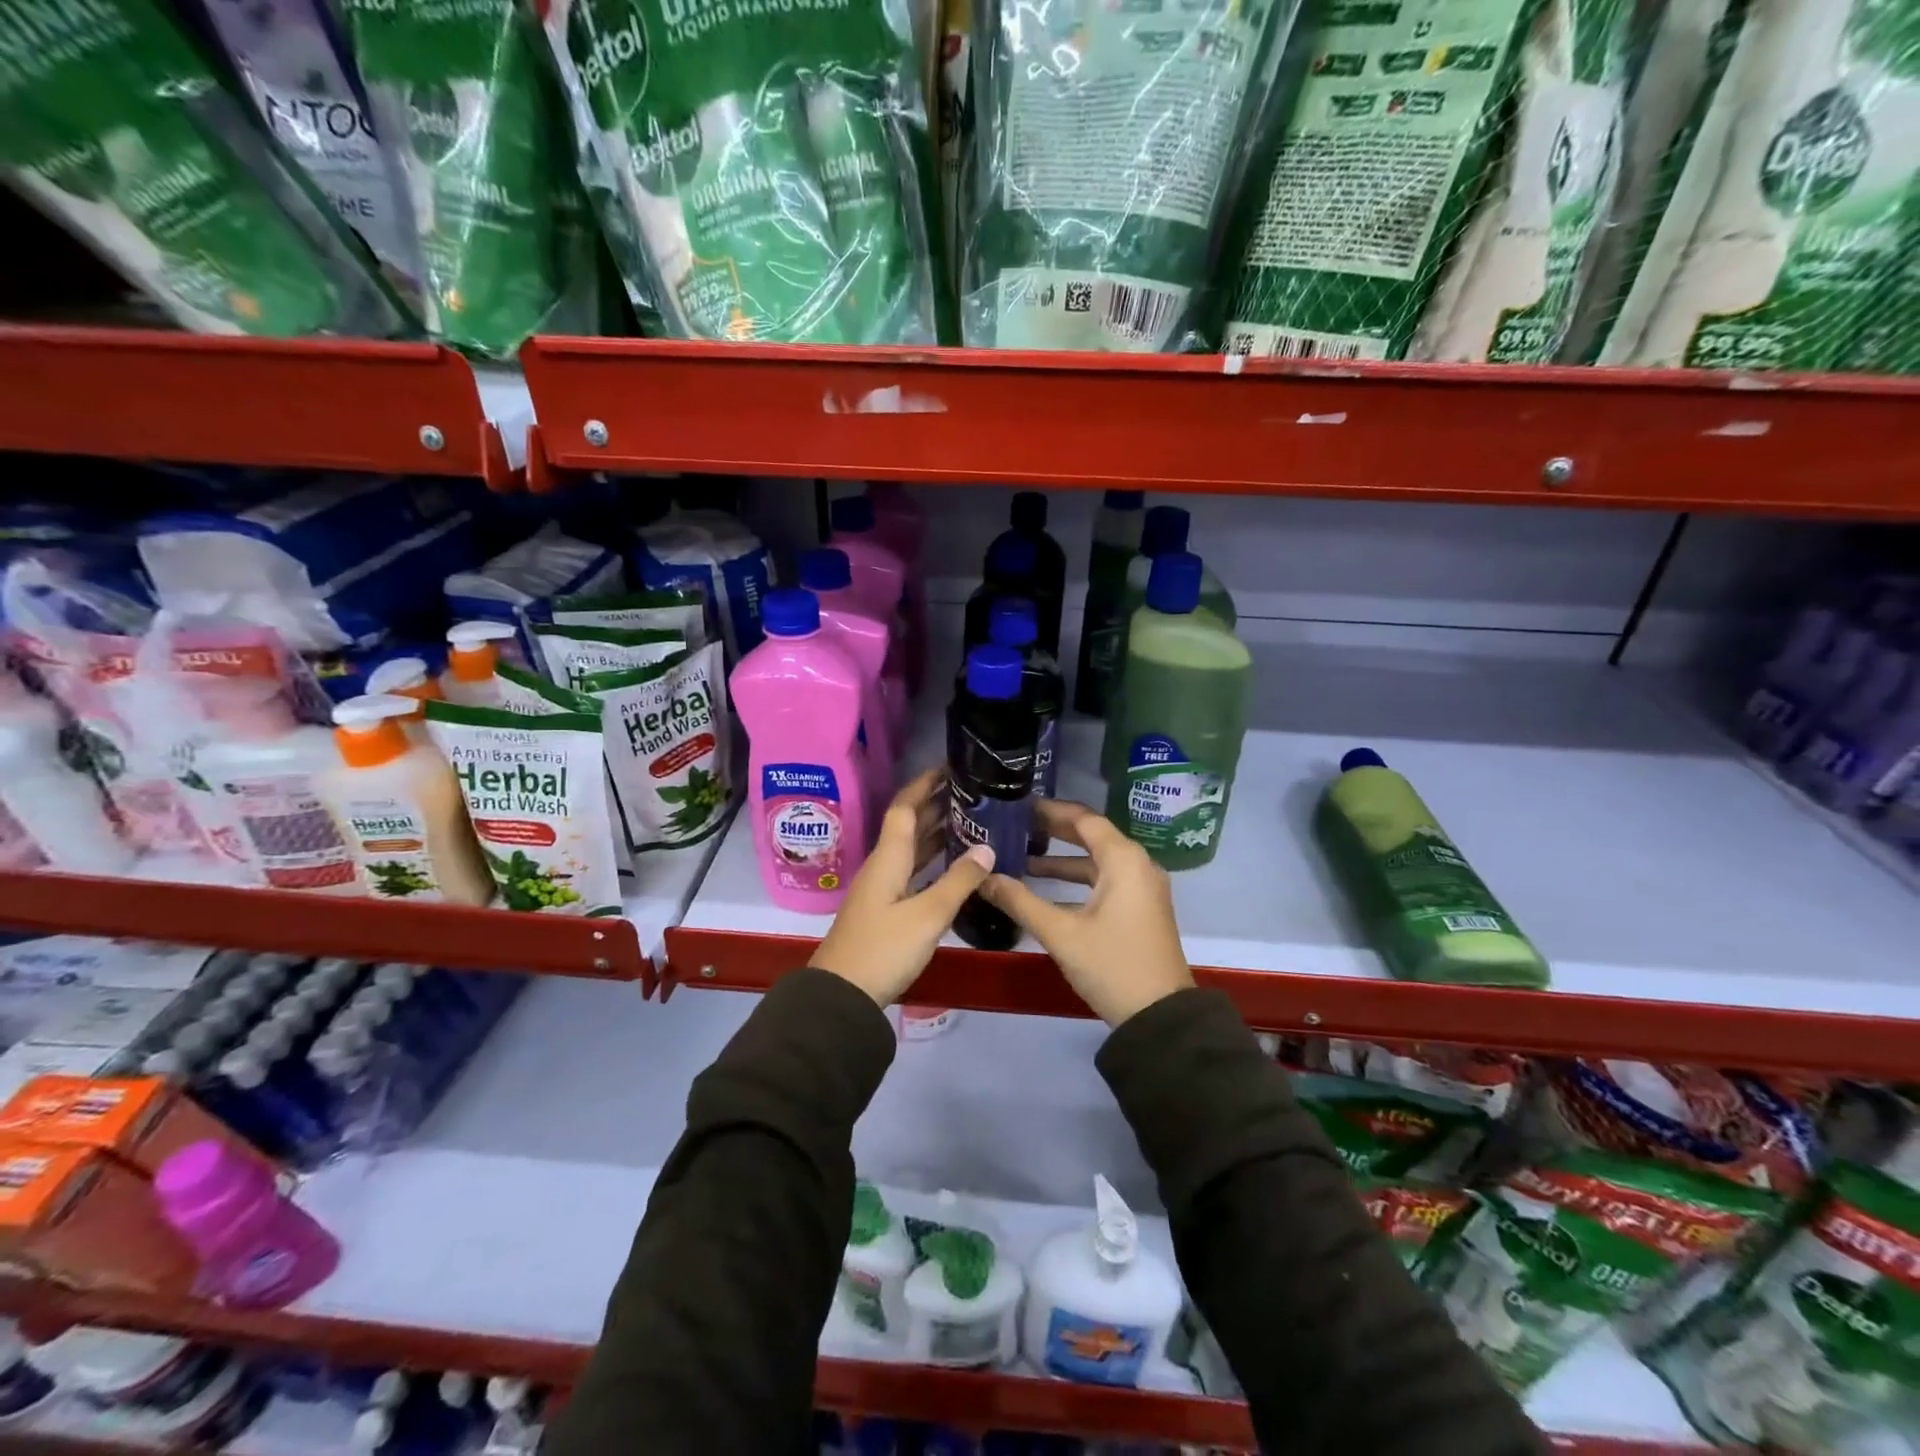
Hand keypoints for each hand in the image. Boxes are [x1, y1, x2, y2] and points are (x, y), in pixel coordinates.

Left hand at [809, 768, 995, 1006]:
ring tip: (969, 821)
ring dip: (935, 833)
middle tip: (971, 793)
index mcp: (888, 858)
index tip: (948, 768)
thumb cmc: (884, 949)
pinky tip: (952, 866)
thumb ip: (959, 881)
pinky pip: (912, 871)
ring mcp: (882, 889)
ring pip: (910, 850)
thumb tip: (988, 847)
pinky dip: (932, 861)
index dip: (924, 785)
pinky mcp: (884, 910)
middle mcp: (883, 866)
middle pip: (908, 826)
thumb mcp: (928, 915)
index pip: (904, 808)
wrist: (841, 995)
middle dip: (935, 806)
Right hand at [977, 798, 1192, 1026]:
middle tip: (1015, 825)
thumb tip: (982, 878)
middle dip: (1053, 831)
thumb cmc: (1111, 965)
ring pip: (1096, 861)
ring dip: (1062, 859)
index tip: (1017, 806)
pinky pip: (1104, 881)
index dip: (1050, 810)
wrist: (1160, 1017)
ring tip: (1021, 857)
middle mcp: (1137, 865)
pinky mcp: (1140, 909)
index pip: (1083, 819)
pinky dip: (1075, 881)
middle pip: (1091, 836)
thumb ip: (1019, 901)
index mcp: (1123, 860)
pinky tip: (1044, 891)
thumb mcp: (1061, 933)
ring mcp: (1141, 888)